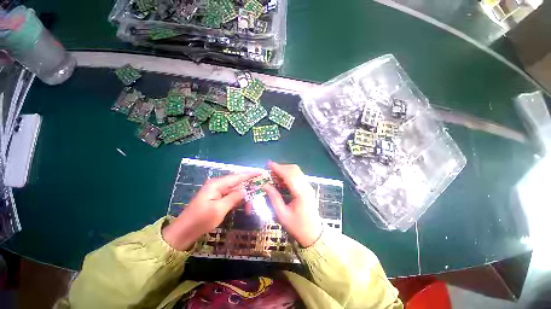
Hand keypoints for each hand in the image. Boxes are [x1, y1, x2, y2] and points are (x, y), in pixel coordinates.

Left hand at [162, 172, 259, 250]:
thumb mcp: (219, 209)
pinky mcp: (217, 199)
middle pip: (238, 184)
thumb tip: (245, 190)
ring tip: (249, 209)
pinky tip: (243, 207)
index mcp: (217, 184)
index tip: (261, 172)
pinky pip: (231, 197)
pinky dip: (238, 202)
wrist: (184, 232)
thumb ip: (234, 197)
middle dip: (248, 191)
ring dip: (243, 199)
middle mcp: (218, 185)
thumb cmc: (201, 220)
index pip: (237, 176)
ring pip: (235, 191)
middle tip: (257, 199)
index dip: (250, 174)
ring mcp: (217, 192)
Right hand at [263, 162, 322, 247]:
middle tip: (270, 170)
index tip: (269, 164)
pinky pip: (298, 176)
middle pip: (294, 170)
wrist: (314, 234)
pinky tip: (282, 180)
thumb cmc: (297, 227)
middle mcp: (306, 187)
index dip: (278, 168)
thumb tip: (265, 185)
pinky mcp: (308, 188)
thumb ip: (274, 198)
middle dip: (281, 167)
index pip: (289, 175)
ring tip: (274, 175)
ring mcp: (308, 187)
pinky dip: (289, 174)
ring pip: (297, 172)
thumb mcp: (282, 215)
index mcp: (301, 193)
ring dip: (285, 170)